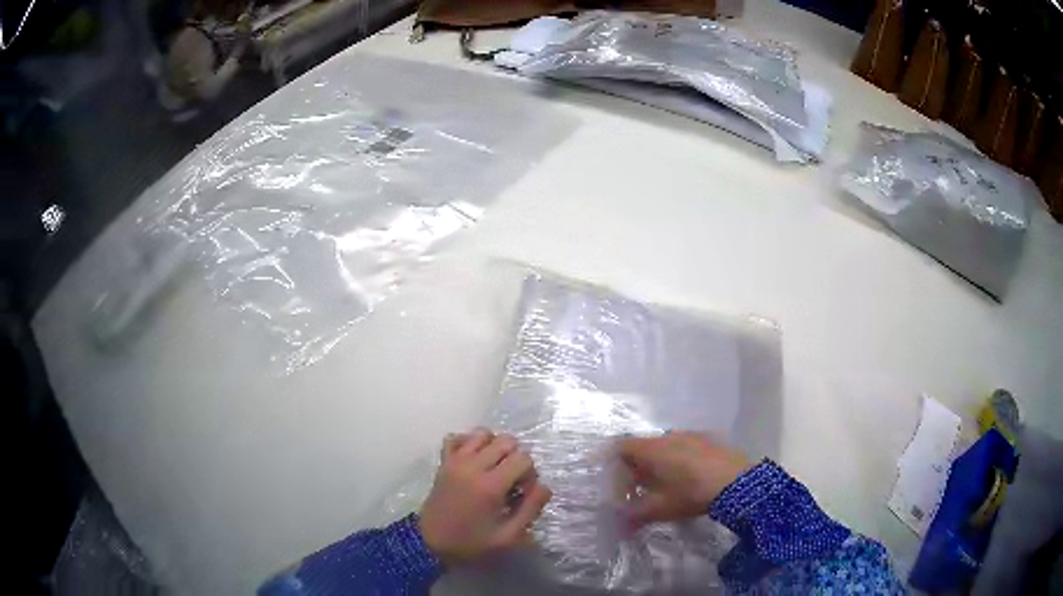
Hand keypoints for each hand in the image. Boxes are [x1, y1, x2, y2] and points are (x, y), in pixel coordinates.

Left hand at [418, 429, 551, 565]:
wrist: (430, 543)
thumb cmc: (471, 543)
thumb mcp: (508, 537)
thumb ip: (530, 510)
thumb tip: (544, 486)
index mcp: (491, 485)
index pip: (523, 458)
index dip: (530, 474)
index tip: (522, 493)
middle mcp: (473, 466)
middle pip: (506, 441)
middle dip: (516, 458)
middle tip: (511, 481)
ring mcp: (455, 461)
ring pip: (482, 434)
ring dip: (494, 447)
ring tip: (494, 468)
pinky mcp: (443, 462)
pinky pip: (455, 437)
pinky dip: (467, 442)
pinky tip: (473, 460)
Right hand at [618, 431, 750, 527]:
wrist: (737, 482)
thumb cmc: (690, 493)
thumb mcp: (659, 509)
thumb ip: (634, 516)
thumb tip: (619, 526)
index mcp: (651, 449)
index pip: (620, 446)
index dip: (613, 464)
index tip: (615, 483)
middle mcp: (667, 436)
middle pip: (642, 447)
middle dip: (636, 468)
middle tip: (637, 491)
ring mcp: (690, 435)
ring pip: (665, 447)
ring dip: (659, 464)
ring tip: (664, 487)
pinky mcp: (708, 440)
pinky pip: (684, 447)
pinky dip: (678, 461)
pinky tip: (688, 480)